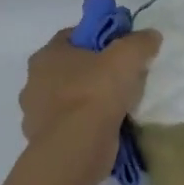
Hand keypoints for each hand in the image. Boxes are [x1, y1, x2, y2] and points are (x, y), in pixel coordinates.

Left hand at [19, 27, 162, 143]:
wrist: (77, 148)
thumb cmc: (96, 92)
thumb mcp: (127, 57)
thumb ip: (140, 42)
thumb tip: (150, 36)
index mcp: (47, 55)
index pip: (72, 36)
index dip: (98, 38)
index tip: (121, 49)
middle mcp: (33, 82)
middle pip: (70, 68)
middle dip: (94, 72)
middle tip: (122, 79)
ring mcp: (35, 114)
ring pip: (69, 99)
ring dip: (88, 101)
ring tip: (117, 108)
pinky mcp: (44, 141)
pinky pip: (70, 125)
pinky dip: (85, 125)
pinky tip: (106, 129)